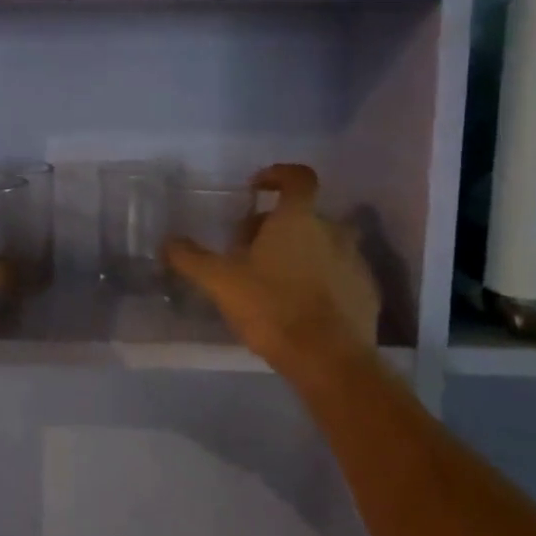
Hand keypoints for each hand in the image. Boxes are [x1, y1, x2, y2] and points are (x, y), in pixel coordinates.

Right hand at [165, 164, 379, 365]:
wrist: (329, 360)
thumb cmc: (272, 307)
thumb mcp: (219, 281)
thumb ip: (191, 258)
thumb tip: (168, 242)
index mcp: (298, 219)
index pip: (298, 177)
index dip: (277, 175)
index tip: (256, 189)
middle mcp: (333, 231)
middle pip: (304, 216)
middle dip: (276, 227)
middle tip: (248, 252)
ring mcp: (355, 262)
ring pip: (323, 245)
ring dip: (300, 254)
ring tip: (273, 281)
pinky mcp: (367, 293)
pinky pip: (340, 275)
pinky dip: (320, 281)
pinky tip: (300, 306)